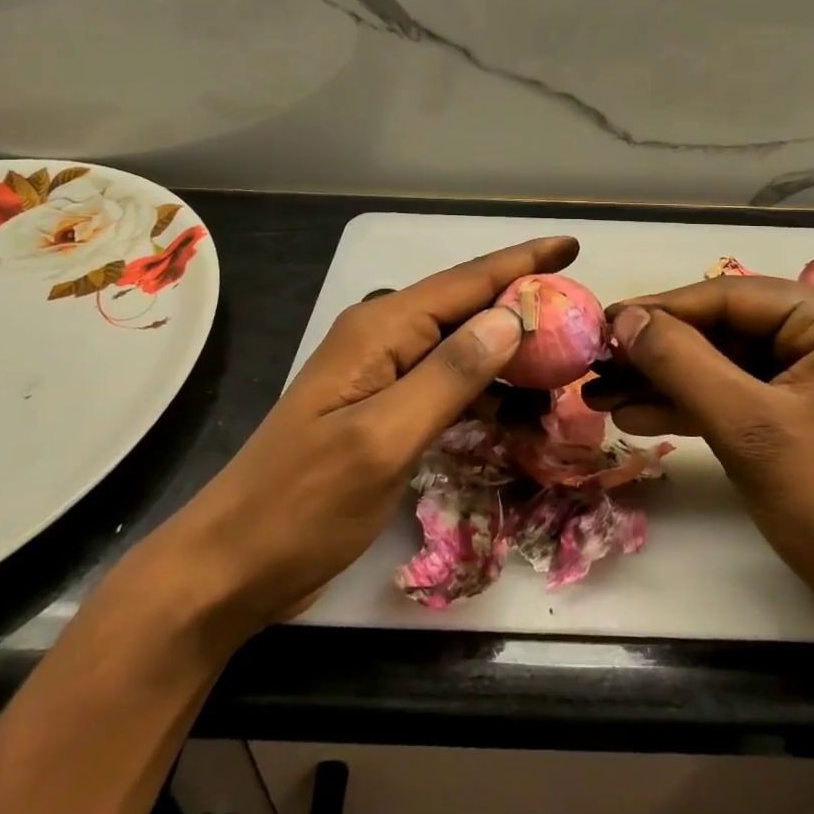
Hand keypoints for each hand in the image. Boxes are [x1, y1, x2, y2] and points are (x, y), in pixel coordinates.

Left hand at [151, 235, 577, 633]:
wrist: (231, 567)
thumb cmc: (302, 504)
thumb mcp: (382, 440)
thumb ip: (449, 376)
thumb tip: (509, 320)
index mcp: (381, 329)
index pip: (466, 282)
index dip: (522, 261)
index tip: (572, 245)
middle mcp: (383, 339)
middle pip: (467, 308)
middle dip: (524, 308)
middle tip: (582, 321)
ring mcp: (382, 375)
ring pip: (461, 348)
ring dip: (509, 358)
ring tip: (563, 371)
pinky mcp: (384, 410)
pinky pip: (447, 385)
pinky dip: (484, 393)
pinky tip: (516, 412)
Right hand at [605, 276, 813, 614]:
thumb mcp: (747, 426)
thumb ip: (680, 362)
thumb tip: (624, 318)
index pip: (729, 297)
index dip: (659, 310)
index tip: (601, 322)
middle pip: (723, 328)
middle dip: (658, 353)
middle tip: (595, 364)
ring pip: (724, 361)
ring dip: (665, 381)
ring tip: (601, 394)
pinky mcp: (804, 405)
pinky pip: (739, 390)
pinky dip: (692, 404)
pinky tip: (638, 414)